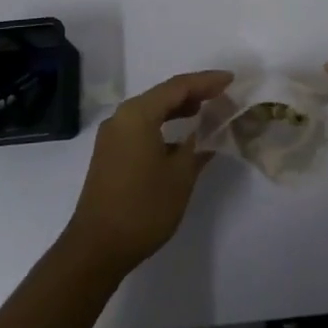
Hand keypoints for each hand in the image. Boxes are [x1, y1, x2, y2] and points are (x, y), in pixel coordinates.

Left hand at [62, 70, 231, 278]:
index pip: (178, 86)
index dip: (207, 81)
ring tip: (205, 111)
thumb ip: (197, 147)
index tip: (231, 79)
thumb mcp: (180, 176)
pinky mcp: (110, 153)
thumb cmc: (143, 207)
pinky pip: (141, 127)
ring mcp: (113, 136)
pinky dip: (163, 125)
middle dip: (193, 93)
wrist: (97, 248)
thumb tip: (209, 133)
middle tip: (222, 95)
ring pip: (151, 111)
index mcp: (138, 114)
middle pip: (162, 95)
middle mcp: (122, 117)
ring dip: (178, 109)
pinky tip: (181, 139)